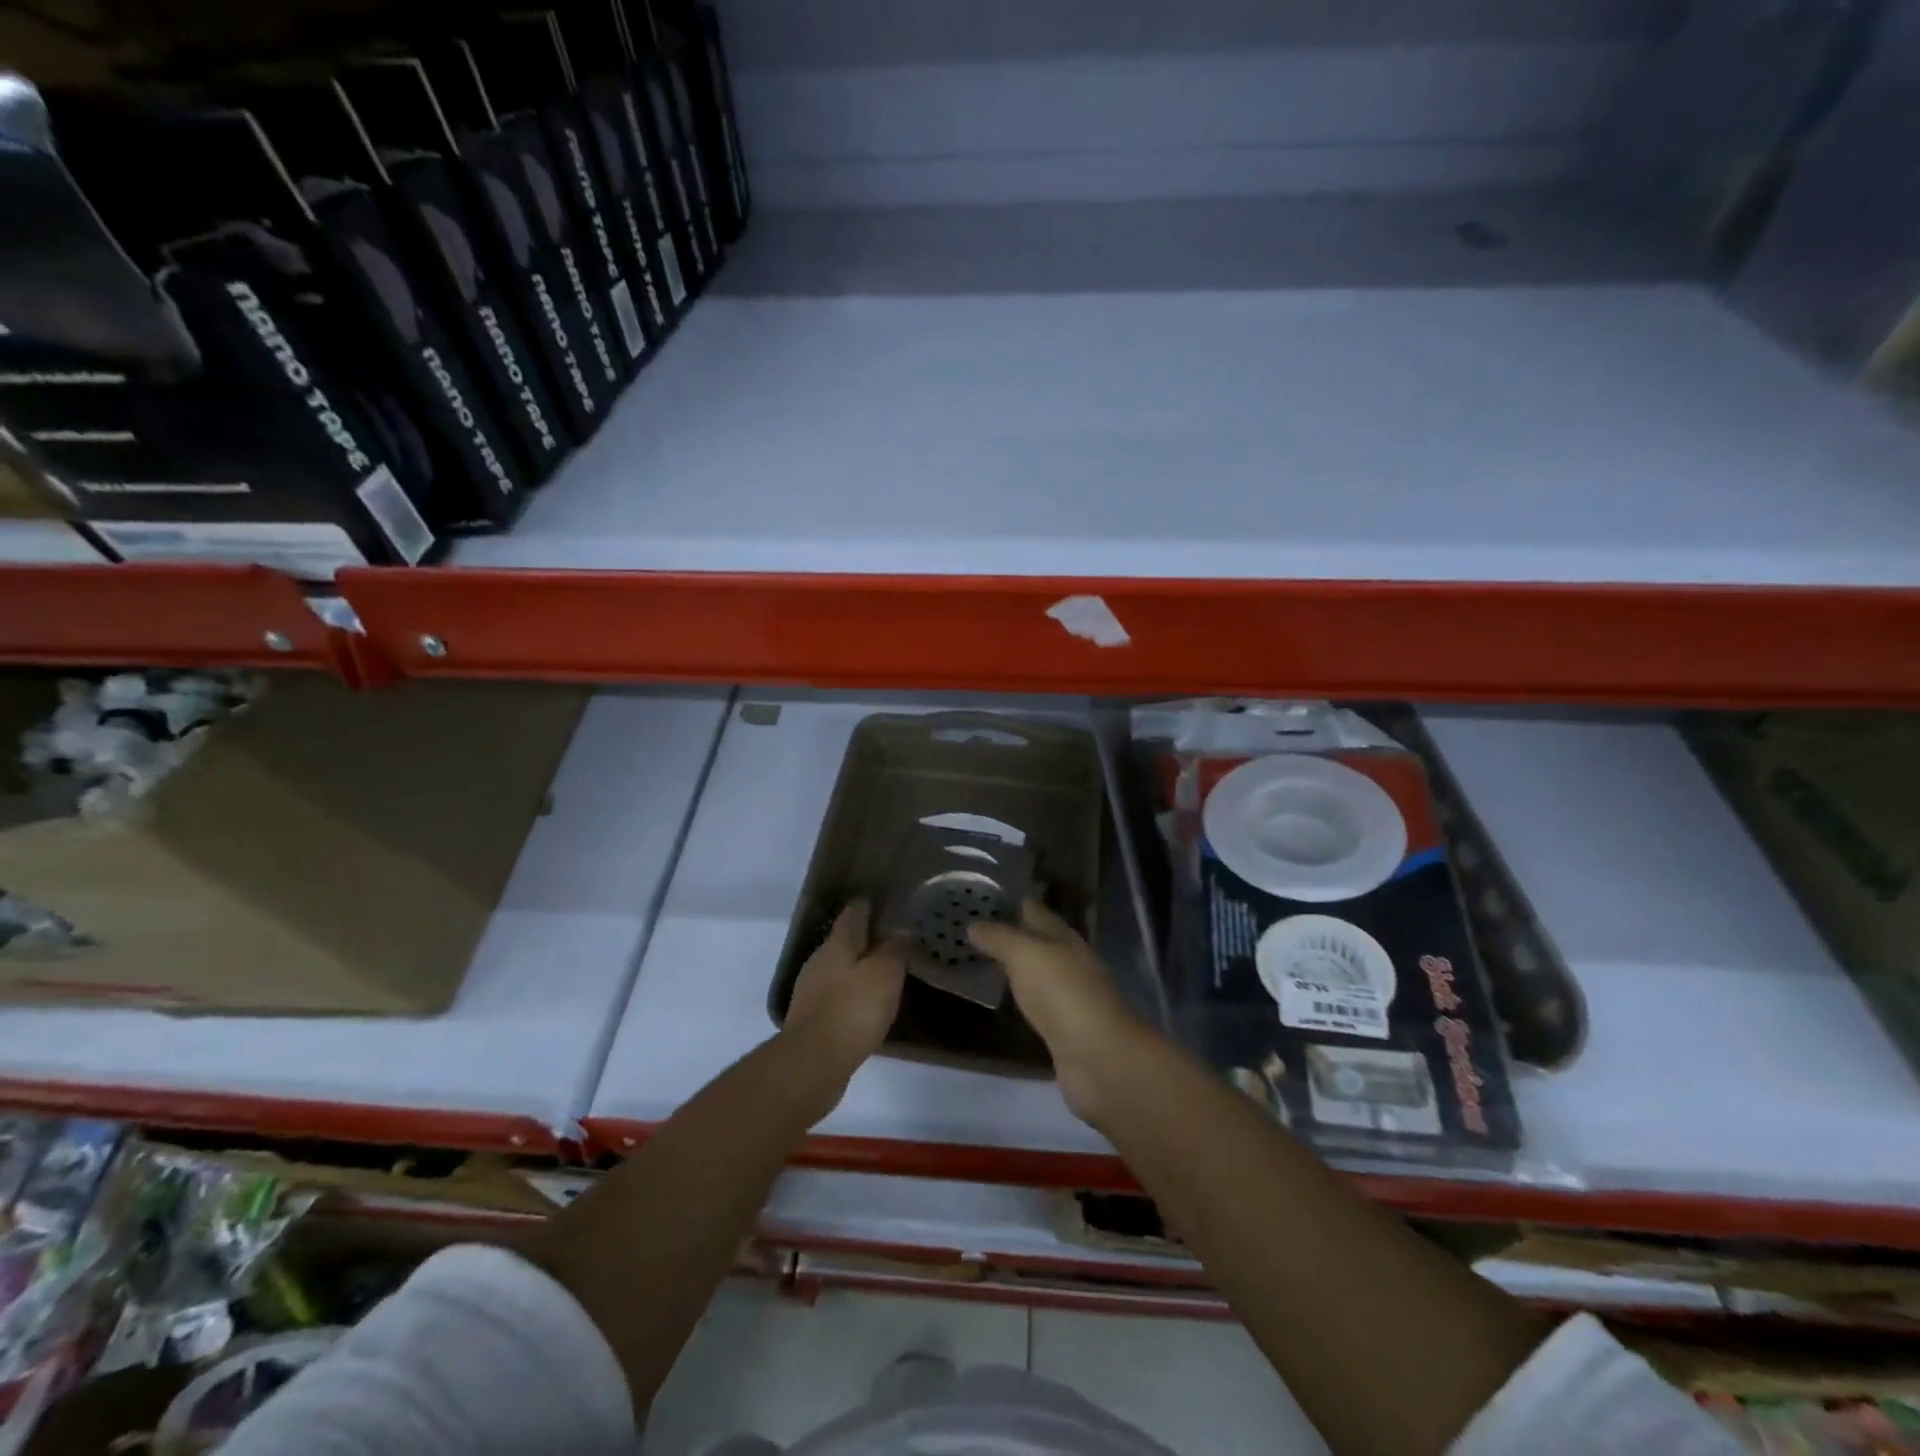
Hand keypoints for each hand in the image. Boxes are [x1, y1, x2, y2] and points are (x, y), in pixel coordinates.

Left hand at [783, 901, 905, 1092]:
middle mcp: (819, 962)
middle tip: (888, 940)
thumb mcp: (885, 975)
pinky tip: (864, 1006)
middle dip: (863, 939)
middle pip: (842, 942)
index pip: (852, 915)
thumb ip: (893, 950)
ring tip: (881, 973)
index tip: (879, 902)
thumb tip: (899, 929)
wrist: (813, 1063)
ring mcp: (811, 992)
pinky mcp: (811, 1020)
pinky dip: (850, 995)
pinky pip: (835, 997)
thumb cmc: (853, 1010)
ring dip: (856, 969)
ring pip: (837, 970)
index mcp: (837, 945)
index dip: (865, 906)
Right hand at [969, 901, 1143, 1123]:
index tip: (984, 897)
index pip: (1036, 912)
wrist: (1098, 1057)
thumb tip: (973, 924)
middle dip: (1012, 933)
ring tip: (983, 960)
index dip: (1013, 902)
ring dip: (1017, 966)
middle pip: (1039, 942)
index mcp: (1063, 938)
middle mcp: (1069, 962)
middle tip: (974, 929)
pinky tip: (1006, 1000)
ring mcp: (1069, 997)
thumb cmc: (1062, 994)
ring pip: (1038, 972)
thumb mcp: (1025, 955)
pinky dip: (1022, 998)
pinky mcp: (1064, 1029)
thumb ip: (999, 938)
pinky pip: (1038, 1004)